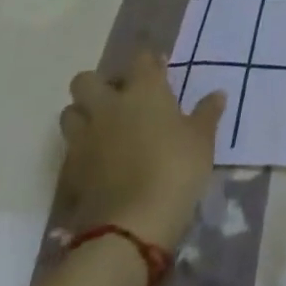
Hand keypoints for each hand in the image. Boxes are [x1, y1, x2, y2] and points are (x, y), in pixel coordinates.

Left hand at [60, 50, 226, 246]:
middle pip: (86, 80)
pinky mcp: (70, 171)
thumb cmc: (175, 169)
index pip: (140, 58)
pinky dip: (80, 149)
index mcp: (143, 90)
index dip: (149, 63)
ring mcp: (84, 138)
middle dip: (99, 85)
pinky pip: (69, 148)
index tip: (160, 72)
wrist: (132, 226)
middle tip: (121, 100)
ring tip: (105, 129)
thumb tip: (217, 94)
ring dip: (83, 115)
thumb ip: (207, 113)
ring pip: (69, 112)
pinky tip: (99, 161)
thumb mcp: (202, 140)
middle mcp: (108, 106)